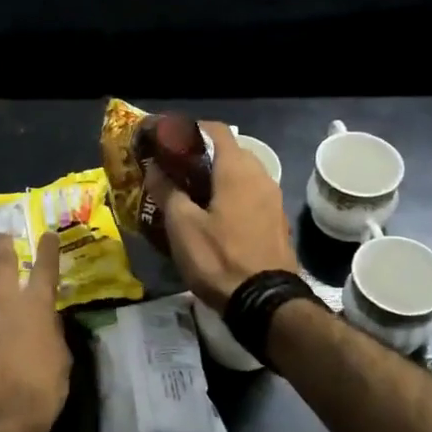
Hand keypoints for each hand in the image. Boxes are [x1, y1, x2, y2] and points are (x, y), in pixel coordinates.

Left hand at [0, 231, 70, 431]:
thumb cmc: (41, 390)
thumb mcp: (62, 360)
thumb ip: (53, 333)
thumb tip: (47, 321)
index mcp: (36, 306)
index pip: (44, 267)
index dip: (47, 248)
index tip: (47, 235)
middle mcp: (3, 303)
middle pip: (2, 264)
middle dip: (2, 246)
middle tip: (1, 236)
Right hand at [147, 121, 297, 309]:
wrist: (266, 302)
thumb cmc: (219, 258)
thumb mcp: (182, 226)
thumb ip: (167, 190)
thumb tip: (155, 167)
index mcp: (237, 169)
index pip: (215, 130)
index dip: (190, 130)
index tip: (168, 141)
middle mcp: (261, 175)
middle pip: (229, 151)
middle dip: (201, 155)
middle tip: (174, 170)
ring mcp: (273, 199)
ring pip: (242, 175)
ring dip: (217, 177)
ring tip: (190, 194)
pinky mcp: (277, 221)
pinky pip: (251, 196)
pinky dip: (232, 196)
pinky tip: (214, 216)